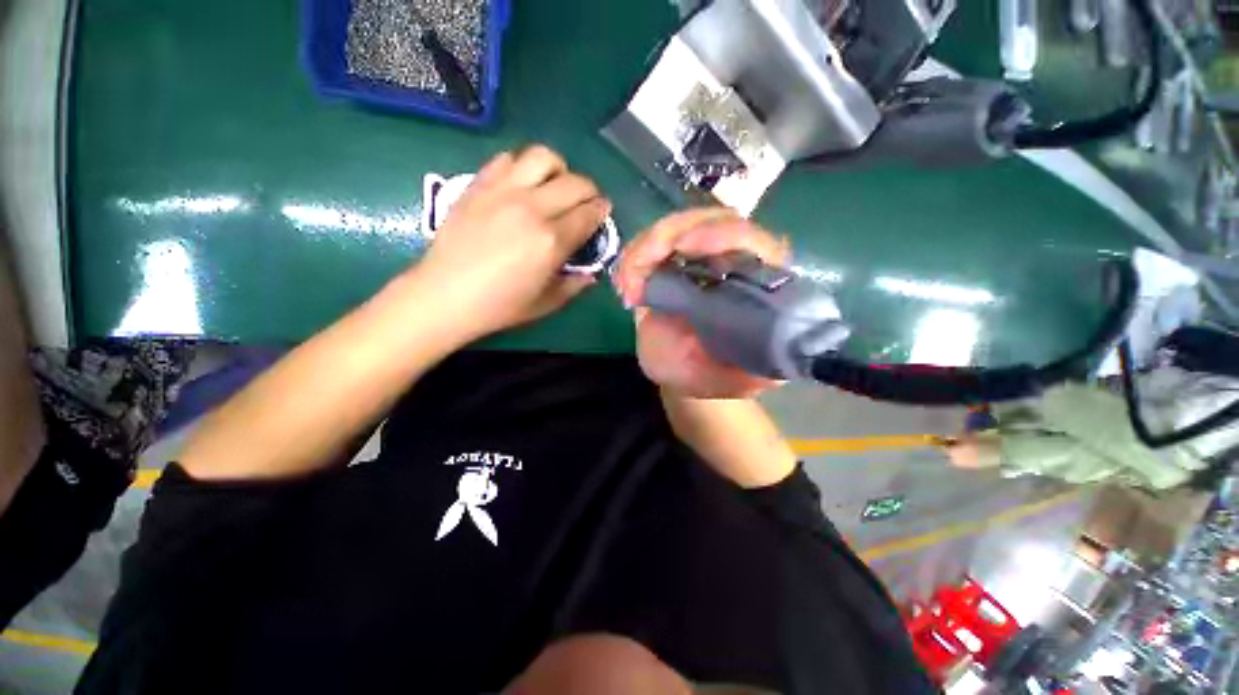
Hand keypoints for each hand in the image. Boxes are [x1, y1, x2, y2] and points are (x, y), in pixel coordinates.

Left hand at [413, 146, 611, 340]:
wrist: (445, 295)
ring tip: (555, 185)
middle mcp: (532, 208)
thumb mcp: (546, 304)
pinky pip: (507, 159)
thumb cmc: (500, 306)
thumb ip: (574, 285)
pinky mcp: (479, 185)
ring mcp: (503, 192)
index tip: (603, 212)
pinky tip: (522, 184)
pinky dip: (523, 166)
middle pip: (574, 182)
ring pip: (543, 157)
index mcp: (552, 241)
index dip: (601, 211)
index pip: (588, 214)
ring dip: (559, 169)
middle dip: (589, 191)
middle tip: (587, 202)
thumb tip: (591, 273)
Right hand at [613, 209, 789, 398]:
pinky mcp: (674, 257)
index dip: (724, 235)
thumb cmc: (705, 374)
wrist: (680, 368)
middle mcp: (735, 260)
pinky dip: (633, 256)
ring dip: (644, 248)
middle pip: (712, 218)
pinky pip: (652, 240)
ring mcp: (702, 255)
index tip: (686, 247)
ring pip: (677, 225)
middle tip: (640, 265)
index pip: (755, 241)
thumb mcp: (725, 380)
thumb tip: (769, 350)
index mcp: (759, 286)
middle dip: (669, 235)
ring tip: (628, 286)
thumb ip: (748, 371)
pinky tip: (625, 284)